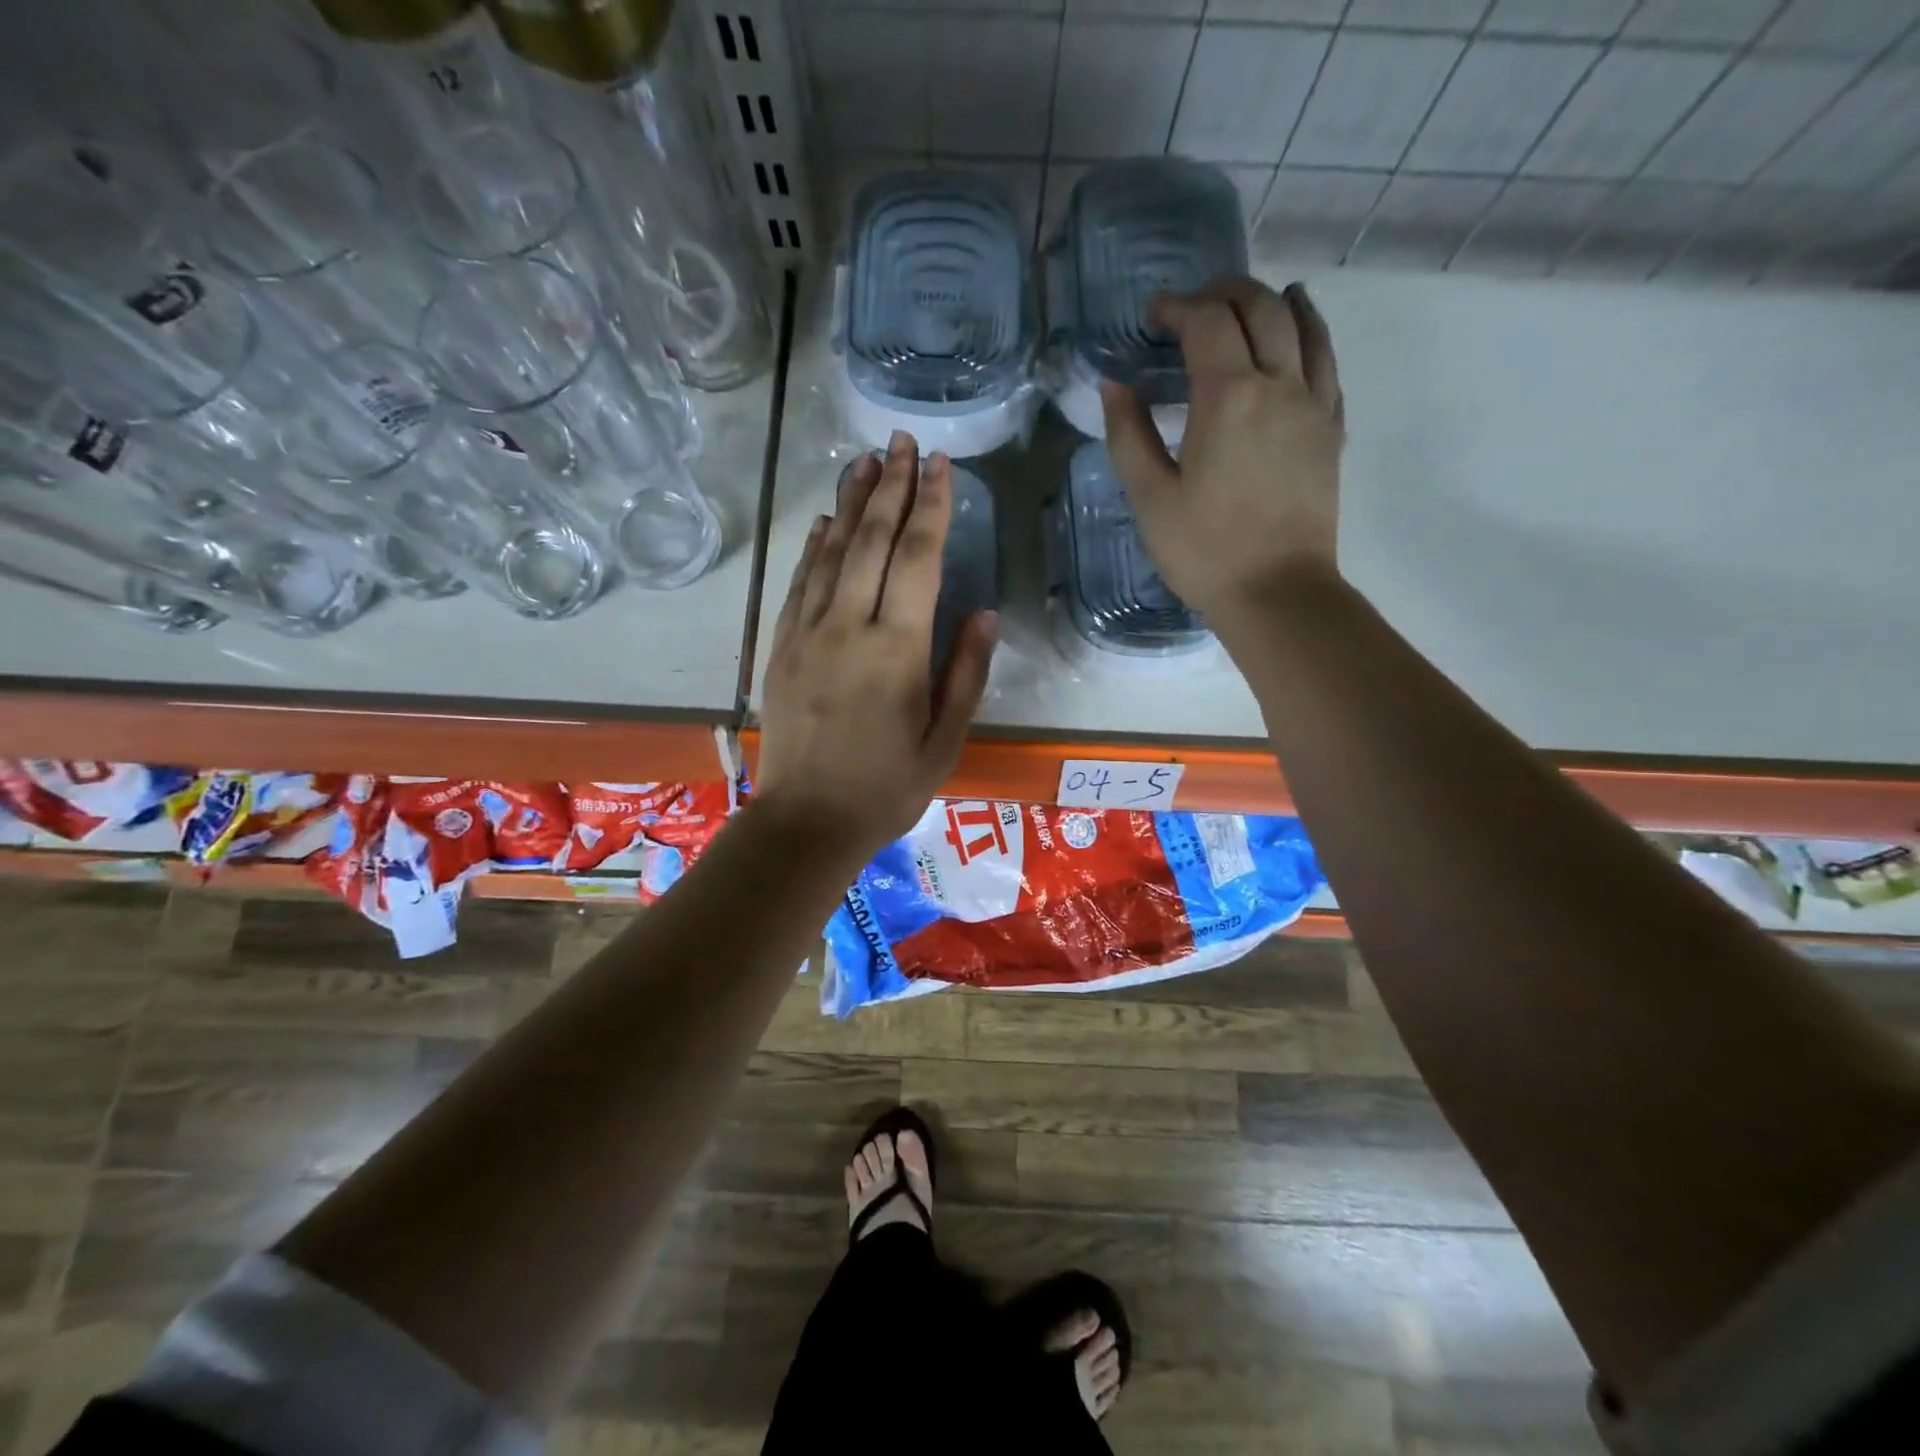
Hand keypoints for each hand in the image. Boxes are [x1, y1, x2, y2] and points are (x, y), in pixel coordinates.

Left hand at [756, 432, 995, 859]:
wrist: (807, 822)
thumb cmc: (886, 788)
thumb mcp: (944, 740)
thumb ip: (965, 672)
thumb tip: (983, 612)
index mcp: (897, 650)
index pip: (917, 559)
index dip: (930, 507)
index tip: (939, 464)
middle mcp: (848, 627)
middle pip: (871, 541)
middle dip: (889, 486)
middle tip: (901, 440)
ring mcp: (807, 633)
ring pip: (831, 553)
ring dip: (850, 502)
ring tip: (864, 460)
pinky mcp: (782, 647)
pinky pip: (800, 583)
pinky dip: (815, 546)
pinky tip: (827, 521)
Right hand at [1100, 279, 1344, 628]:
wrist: (1277, 593)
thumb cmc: (1204, 551)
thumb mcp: (1150, 498)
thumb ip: (1129, 435)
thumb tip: (1114, 384)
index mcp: (1228, 397)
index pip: (1207, 322)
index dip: (1178, 307)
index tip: (1153, 316)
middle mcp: (1279, 385)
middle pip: (1261, 307)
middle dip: (1224, 294)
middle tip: (1192, 308)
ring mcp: (1314, 405)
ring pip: (1304, 325)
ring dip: (1272, 301)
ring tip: (1247, 303)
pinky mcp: (1332, 430)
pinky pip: (1327, 362)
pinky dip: (1310, 333)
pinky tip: (1298, 336)